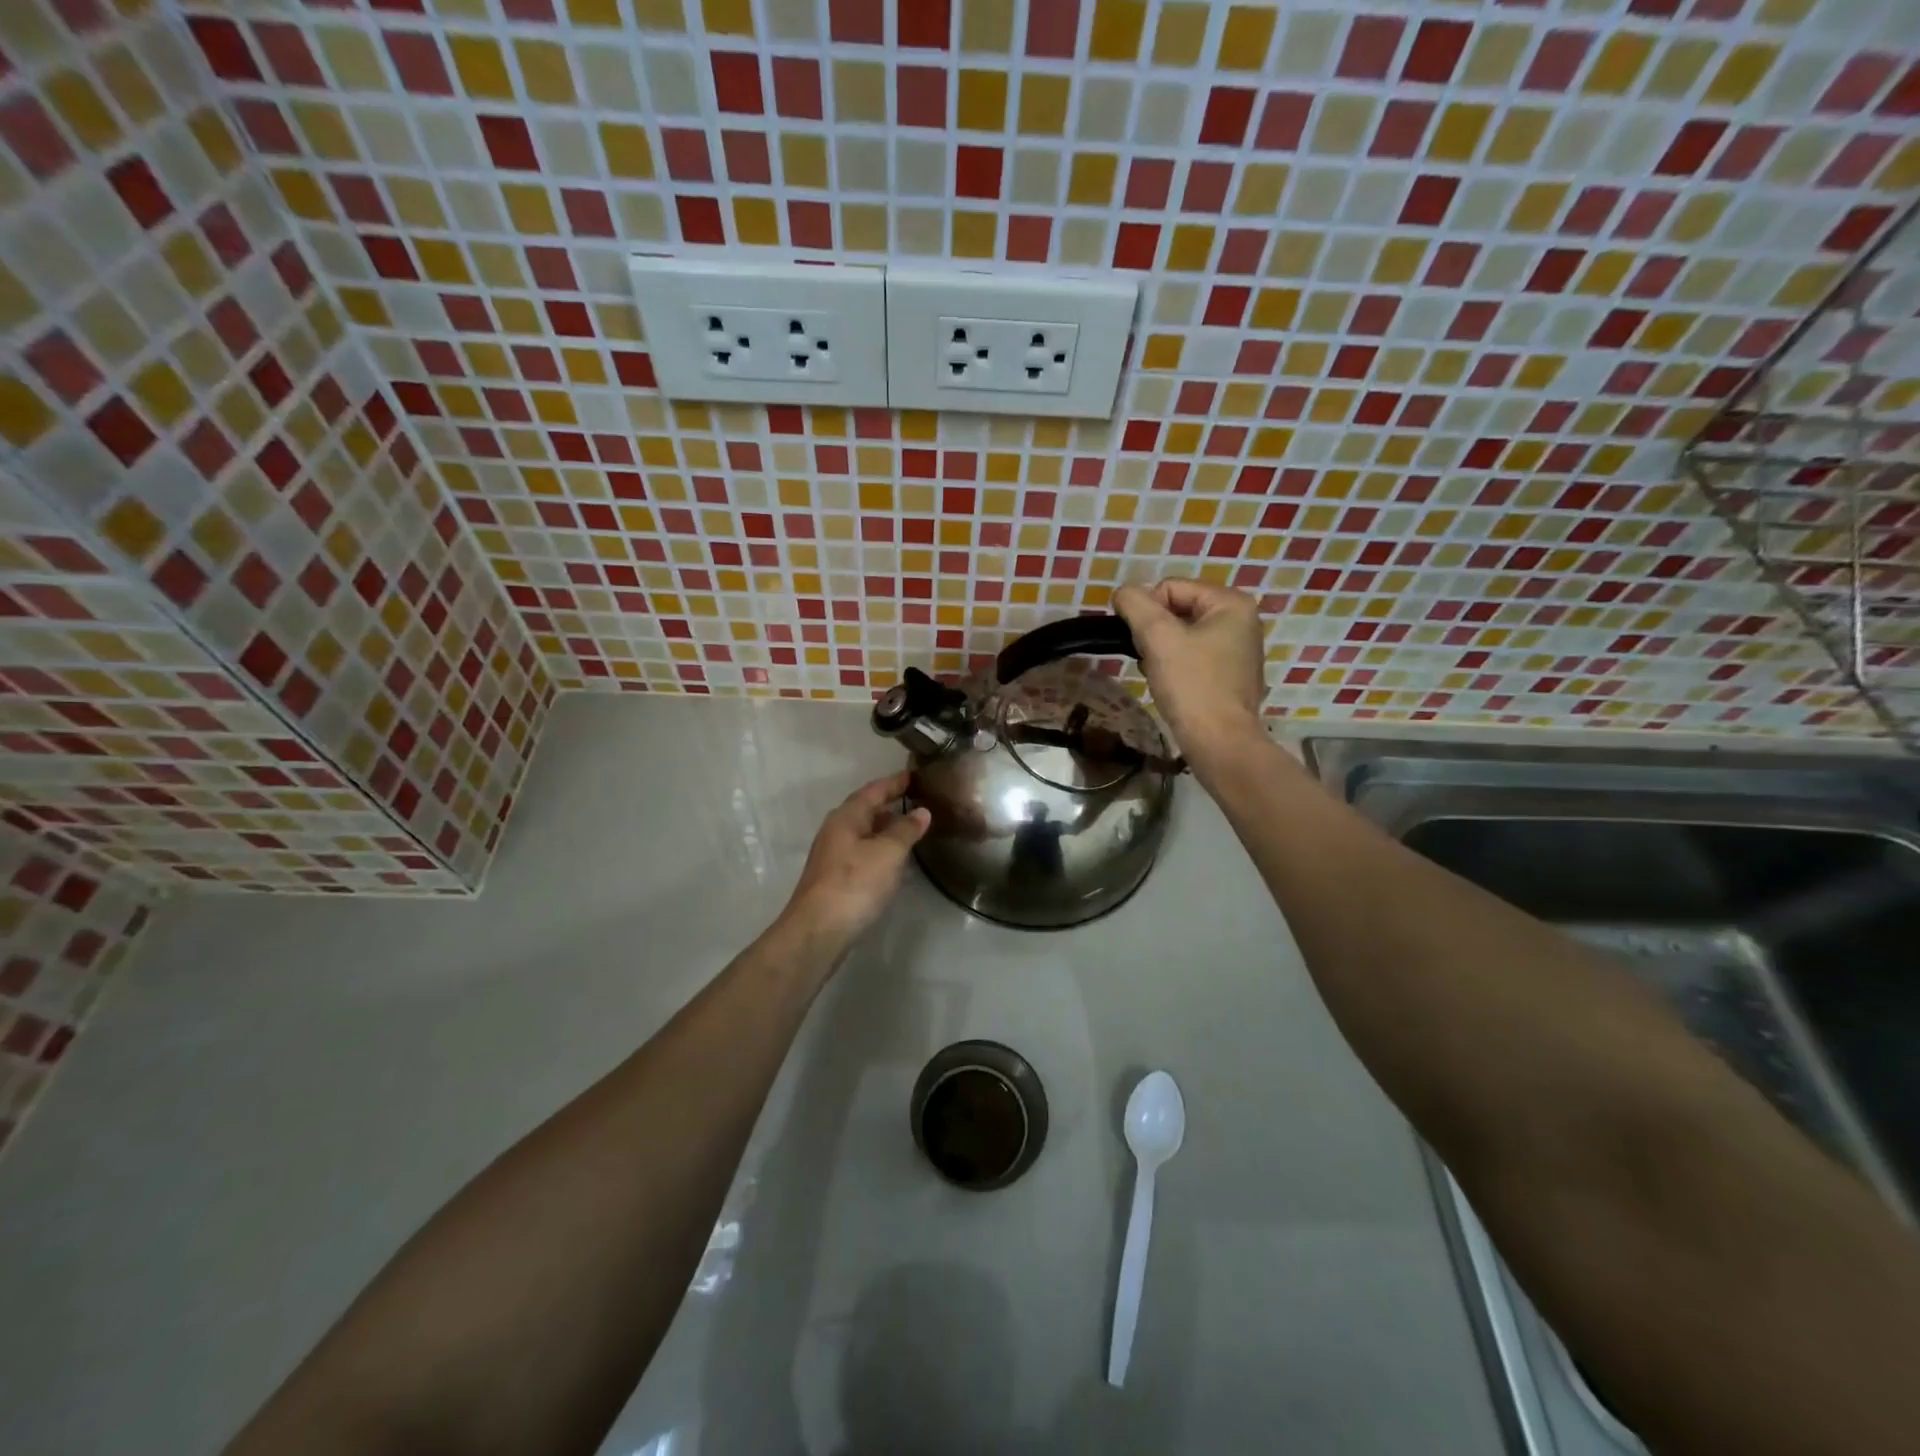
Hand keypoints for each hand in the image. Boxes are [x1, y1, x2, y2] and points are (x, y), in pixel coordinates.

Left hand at [780, 771, 929, 951]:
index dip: (894, 782)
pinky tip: (893, 860)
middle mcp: (836, 831)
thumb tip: (922, 812)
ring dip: (884, 828)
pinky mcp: (834, 878)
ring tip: (910, 828)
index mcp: (846, 817)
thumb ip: (906, 830)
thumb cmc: (855, 883)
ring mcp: (832, 856)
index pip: (873, 790)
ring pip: (863, 832)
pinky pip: (861, 852)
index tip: (914, 775)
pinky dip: (879, 848)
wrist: (818, 930)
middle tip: (916, 800)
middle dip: (889, 804)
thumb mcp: (888, 853)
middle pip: (865, 810)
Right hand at [1113, 578, 1267, 767]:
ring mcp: (1238, 649)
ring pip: (1182, 634)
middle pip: (1177, 609)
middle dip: (1155, 632)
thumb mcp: (1157, 637)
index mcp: (1231, 603)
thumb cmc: (1191, 686)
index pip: (1170, 588)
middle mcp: (1241, 620)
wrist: (1219, 743)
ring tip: (1158, 673)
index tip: (1141, 642)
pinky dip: (1174, 665)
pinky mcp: (1230, 674)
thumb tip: (1122, 593)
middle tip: (1149, 659)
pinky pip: (1192, 655)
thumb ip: (1135, 605)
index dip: (1146, 612)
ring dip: (1161, 650)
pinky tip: (1169, 685)